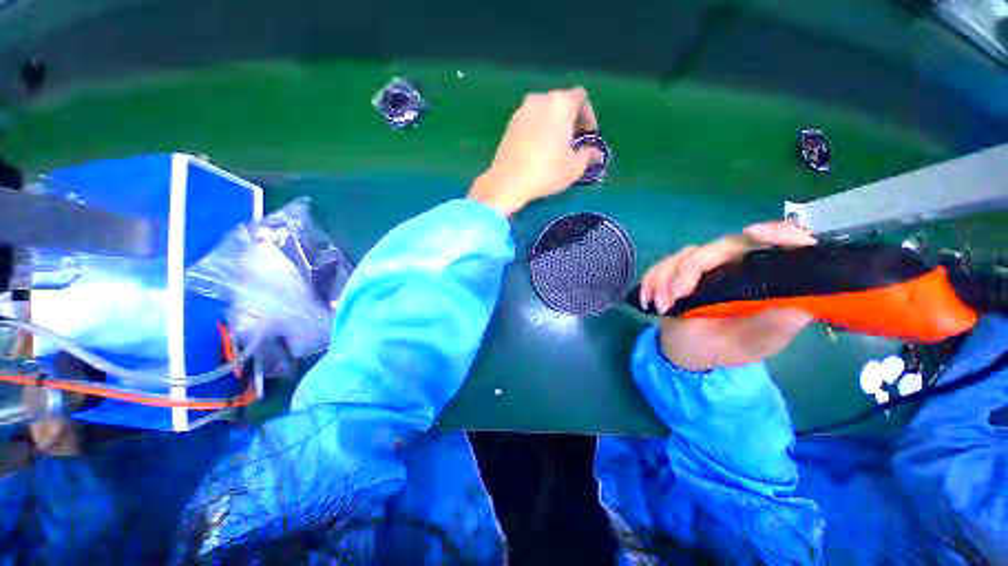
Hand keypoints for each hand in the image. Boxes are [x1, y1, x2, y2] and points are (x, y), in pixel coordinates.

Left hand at [468, 87, 598, 215]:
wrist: (508, 181)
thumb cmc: (546, 171)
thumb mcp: (575, 167)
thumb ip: (589, 155)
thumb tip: (594, 153)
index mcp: (560, 103)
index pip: (581, 98)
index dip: (589, 116)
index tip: (588, 136)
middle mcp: (540, 100)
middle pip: (562, 104)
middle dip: (571, 121)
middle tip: (574, 143)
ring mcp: (521, 111)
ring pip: (545, 113)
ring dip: (554, 126)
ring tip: (556, 149)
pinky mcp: (509, 124)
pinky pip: (531, 122)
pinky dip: (539, 131)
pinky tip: (538, 152)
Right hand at [640, 222, 816, 370]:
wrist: (688, 352)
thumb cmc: (724, 348)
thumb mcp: (755, 343)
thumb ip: (776, 325)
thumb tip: (801, 303)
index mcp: (763, 280)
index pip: (780, 246)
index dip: (775, 233)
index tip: (753, 233)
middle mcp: (735, 266)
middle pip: (717, 248)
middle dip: (690, 270)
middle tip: (676, 296)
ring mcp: (703, 268)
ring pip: (684, 256)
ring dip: (665, 280)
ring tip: (661, 307)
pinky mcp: (677, 271)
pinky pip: (661, 266)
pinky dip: (651, 281)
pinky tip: (647, 300)